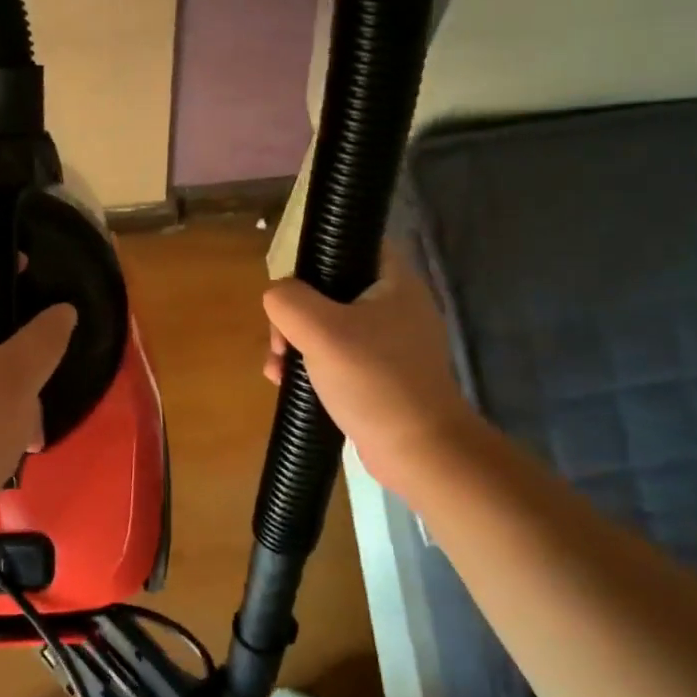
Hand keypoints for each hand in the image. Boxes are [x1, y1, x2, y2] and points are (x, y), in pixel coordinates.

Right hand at [262, 246, 476, 492]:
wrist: (420, 452)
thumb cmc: (373, 380)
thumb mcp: (320, 330)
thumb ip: (288, 300)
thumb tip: (277, 298)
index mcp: (394, 281)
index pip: (354, 244)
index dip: (318, 254)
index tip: (290, 284)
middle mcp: (397, 306)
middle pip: (332, 289)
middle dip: (295, 314)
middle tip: (280, 341)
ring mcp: (392, 344)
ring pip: (330, 326)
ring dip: (298, 343)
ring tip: (278, 370)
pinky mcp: (383, 376)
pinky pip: (339, 358)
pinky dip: (314, 367)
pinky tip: (290, 386)